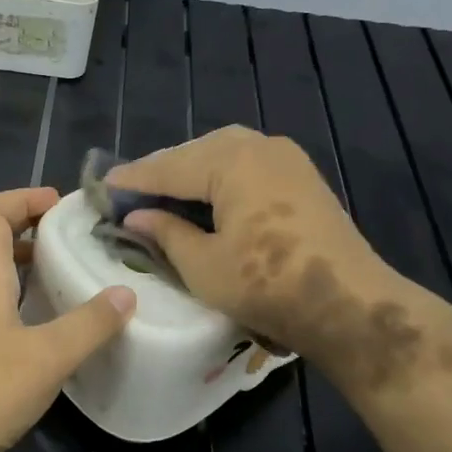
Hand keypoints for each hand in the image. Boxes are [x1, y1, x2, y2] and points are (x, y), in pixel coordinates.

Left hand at [0, 188, 134, 451]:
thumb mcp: (48, 355)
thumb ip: (89, 323)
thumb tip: (125, 294)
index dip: (22, 198)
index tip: (59, 205)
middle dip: (27, 228)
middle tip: (70, 237)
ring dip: (21, 265)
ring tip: (62, 274)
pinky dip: (15, 299)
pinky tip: (41, 325)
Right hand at [109, 127, 394, 360]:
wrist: (349, 305)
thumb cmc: (268, 285)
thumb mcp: (203, 265)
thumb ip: (167, 233)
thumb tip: (139, 216)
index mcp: (232, 161)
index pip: (168, 166)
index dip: (133, 179)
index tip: (102, 186)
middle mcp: (259, 146)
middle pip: (196, 152)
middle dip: (163, 171)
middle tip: (131, 194)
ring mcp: (286, 158)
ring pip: (223, 155)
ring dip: (192, 173)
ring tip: (164, 196)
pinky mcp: (302, 177)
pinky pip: (247, 165)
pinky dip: (220, 178)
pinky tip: (207, 199)